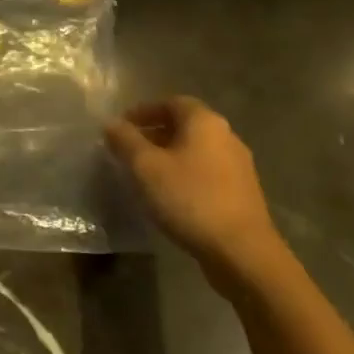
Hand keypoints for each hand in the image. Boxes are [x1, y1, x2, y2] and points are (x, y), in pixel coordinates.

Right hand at [106, 96, 283, 292]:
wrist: (242, 251)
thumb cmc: (189, 199)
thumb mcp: (145, 167)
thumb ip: (125, 140)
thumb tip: (111, 123)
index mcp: (205, 122)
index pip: (172, 102)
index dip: (144, 111)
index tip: (121, 126)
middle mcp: (226, 137)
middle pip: (185, 125)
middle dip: (154, 133)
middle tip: (127, 149)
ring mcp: (238, 166)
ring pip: (195, 150)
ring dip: (168, 155)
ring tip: (144, 173)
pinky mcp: (242, 192)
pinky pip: (206, 171)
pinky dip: (184, 173)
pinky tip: (169, 194)